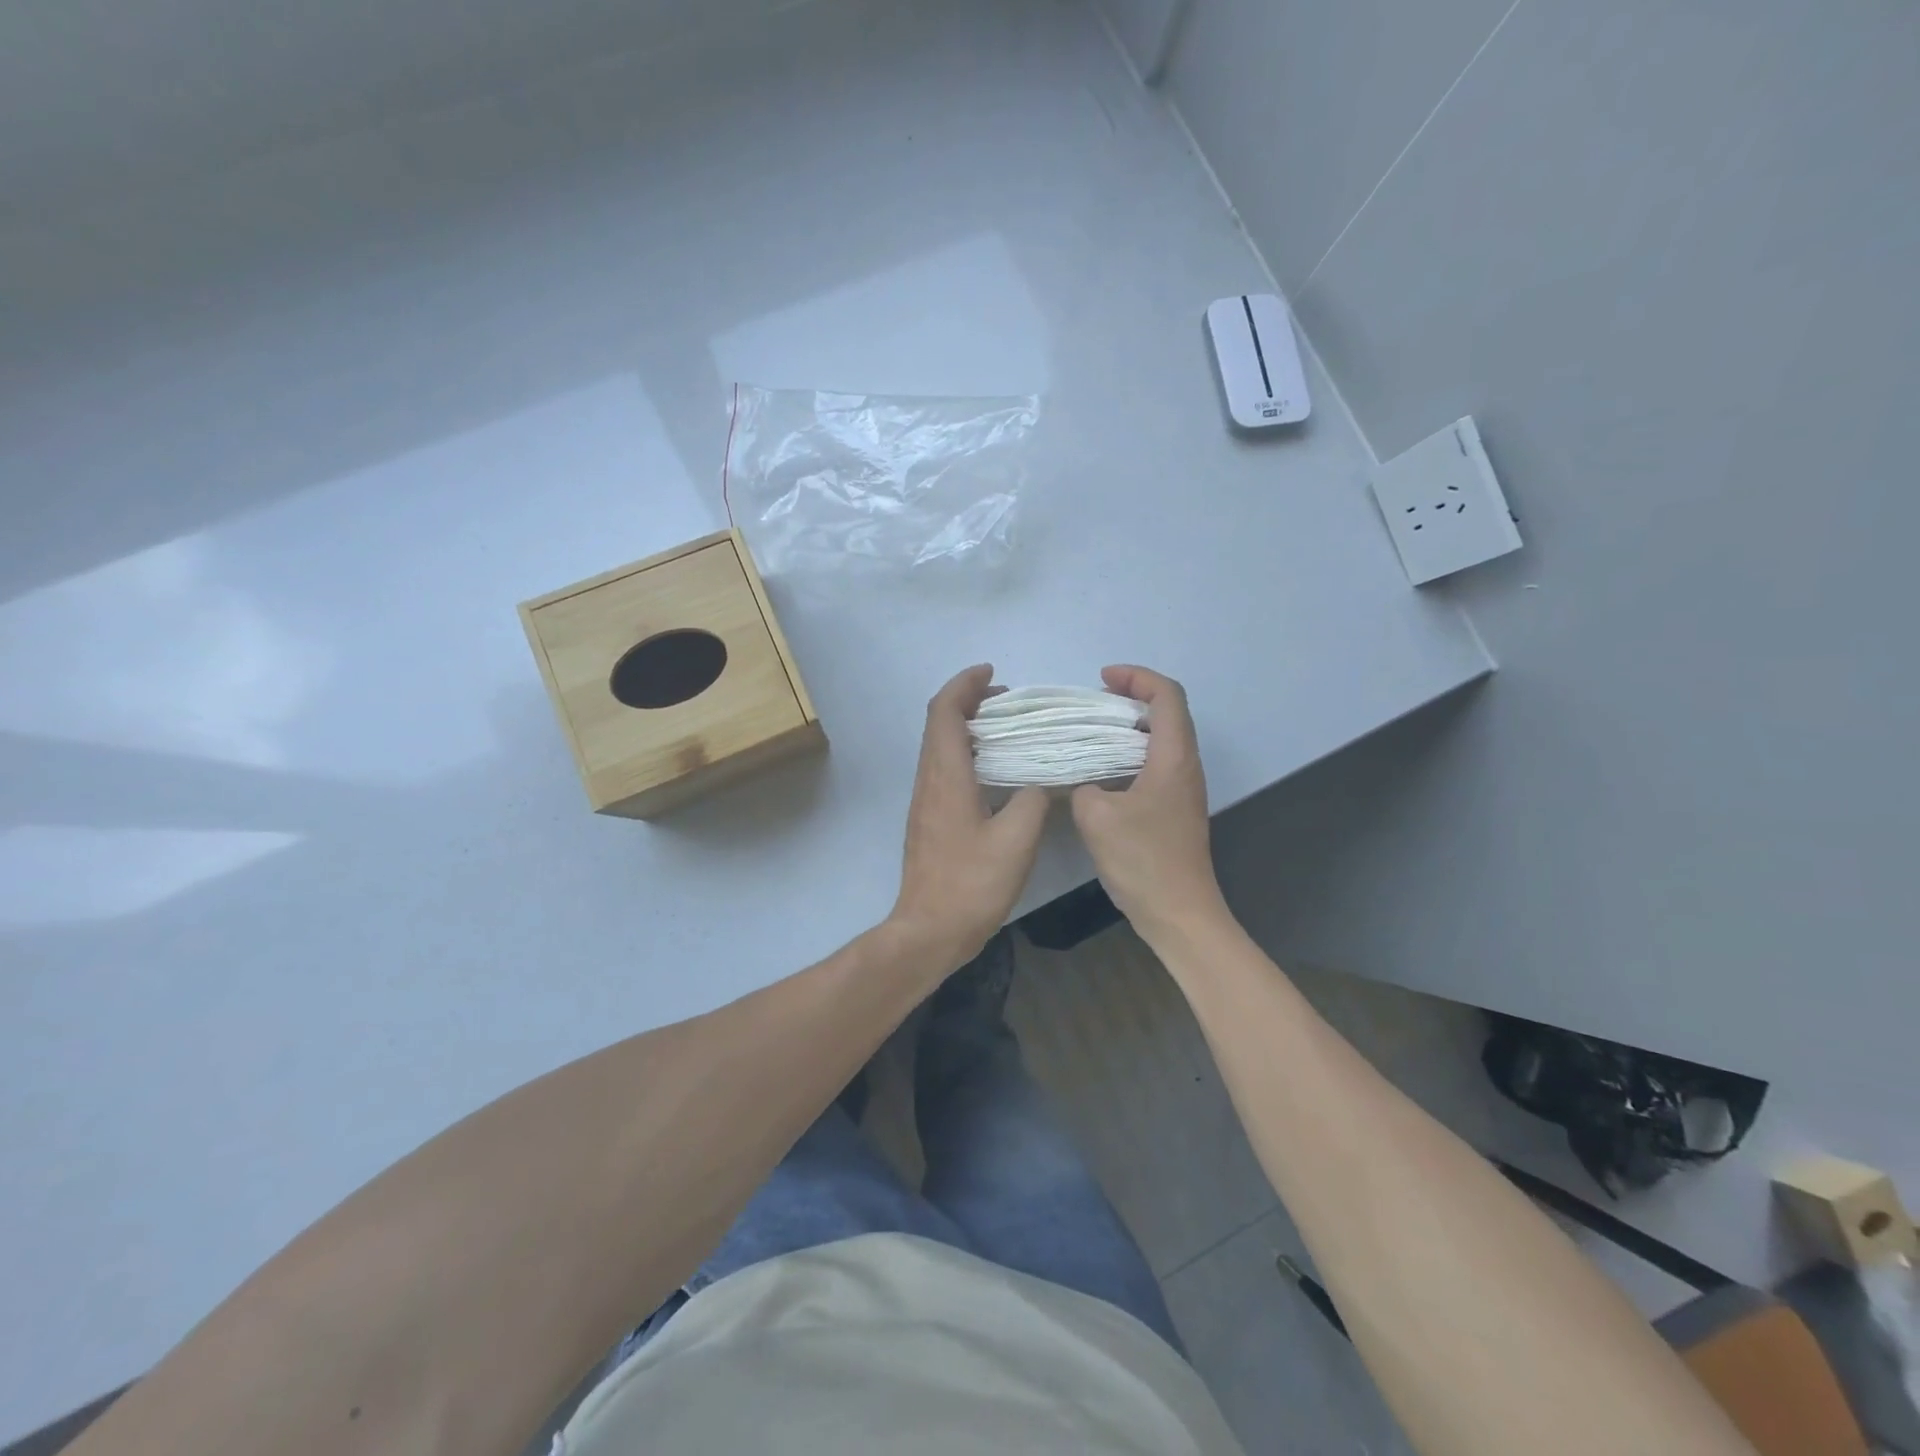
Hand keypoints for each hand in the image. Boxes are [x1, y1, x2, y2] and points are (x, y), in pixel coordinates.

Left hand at [888, 665, 1049, 972]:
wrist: (929, 929)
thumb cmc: (972, 883)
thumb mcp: (1016, 840)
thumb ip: (1033, 800)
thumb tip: (1040, 783)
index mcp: (946, 776)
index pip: (945, 712)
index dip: (964, 685)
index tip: (991, 672)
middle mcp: (929, 780)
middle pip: (939, 723)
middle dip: (968, 700)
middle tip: (1006, 699)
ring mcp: (925, 800)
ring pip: (940, 745)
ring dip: (967, 726)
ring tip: (1006, 727)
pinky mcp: (929, 818)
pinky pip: (944, 767)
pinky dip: (966, 751)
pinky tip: (995, 770)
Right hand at [1070, 665, 1228, 942]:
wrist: (1179, 913)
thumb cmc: (1143, 860)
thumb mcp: (1096, 817)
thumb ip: (1082, 786)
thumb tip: (1083, 783)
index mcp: (1173, 757)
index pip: (1167, 695)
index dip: (1137, 677)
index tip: (1102, 679)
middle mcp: (1185, 766)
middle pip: (1168, 713)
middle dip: (1131, 697)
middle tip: (1093, 703)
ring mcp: (1183, 789)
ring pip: (1161, 740)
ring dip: (1129, 727)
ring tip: (1091, 732)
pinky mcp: (1174, 809)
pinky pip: (1154, 764)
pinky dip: (1129, 754)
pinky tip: (1100, 771)